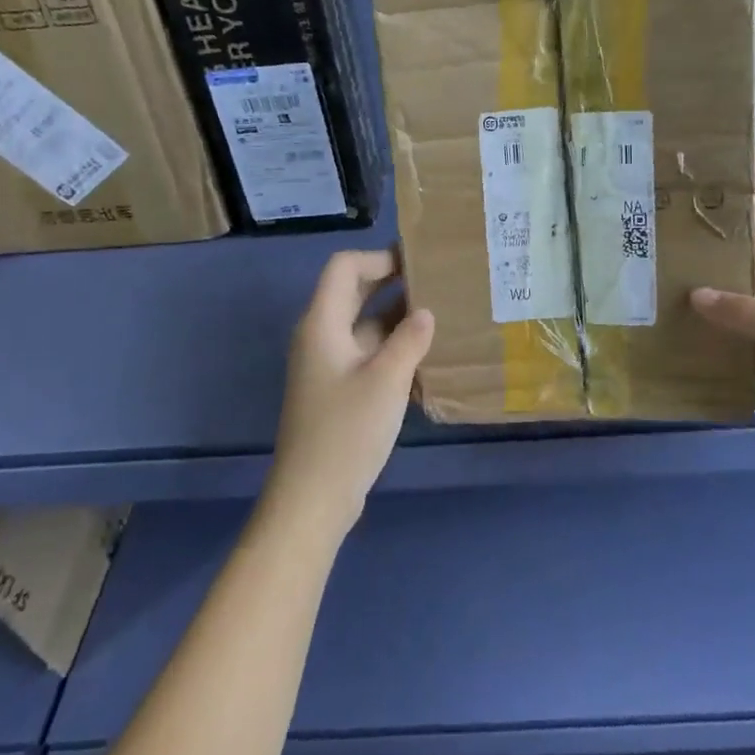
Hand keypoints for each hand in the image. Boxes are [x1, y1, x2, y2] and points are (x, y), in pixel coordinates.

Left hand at [264, 250, 434, 538]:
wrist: (313, 496)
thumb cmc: (347, 431)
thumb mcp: (386, 380)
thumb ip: (410, 340)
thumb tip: (426, 313)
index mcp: (322, 323)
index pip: (344, 268)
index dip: (379, 258)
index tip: (418, 265)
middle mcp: (320, 336)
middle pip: (354, 293)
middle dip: (392, 284)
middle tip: (437, 285)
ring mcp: (328, 365)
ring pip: (363, 325)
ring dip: (397, 319)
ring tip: (440, 317)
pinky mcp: (337, 389)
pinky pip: (366, 353)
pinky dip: (392, 348)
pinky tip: (425, 358)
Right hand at [692, 150, 754, 481]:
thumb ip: (750, 313)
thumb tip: (695, 294)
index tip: (732, 145)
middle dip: (723, 216)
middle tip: (675, 196)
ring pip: (741, 283)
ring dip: (711, 267)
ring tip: (664, 249)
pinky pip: (737, 323)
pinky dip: (713, 314)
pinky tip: (681, 311)